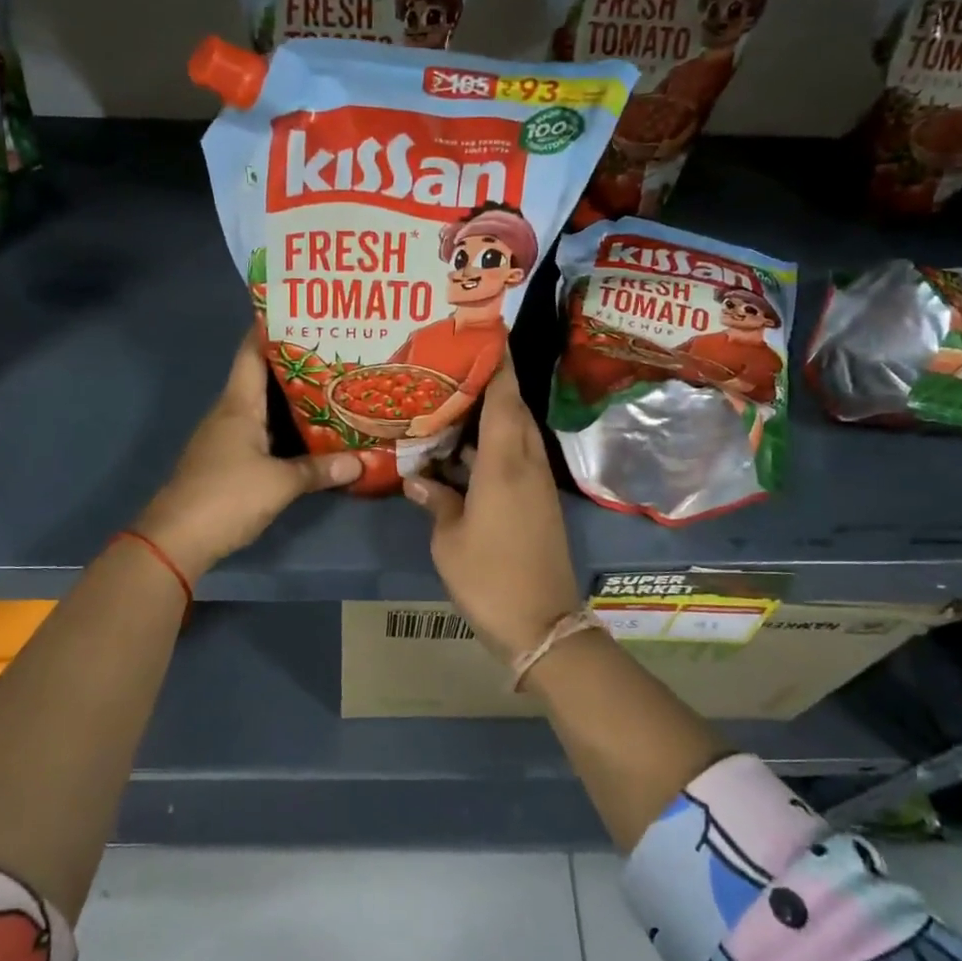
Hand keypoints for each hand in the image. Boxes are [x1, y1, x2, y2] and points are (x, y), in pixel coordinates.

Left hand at [133, 330, 359, 578]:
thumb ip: (320, 470)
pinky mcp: (227, 461)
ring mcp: (225, 438)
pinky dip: (284, 426)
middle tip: (334, 352)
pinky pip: (260, 431)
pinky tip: (309, 431)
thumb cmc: (226, 497)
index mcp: (238, 405)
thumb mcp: (280, 483)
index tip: (301, 313)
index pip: (251, 352)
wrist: (176, 540)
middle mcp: (229, 413)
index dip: (271, 329)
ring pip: (262, 406)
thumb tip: (361, 462)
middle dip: (295, 363)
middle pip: (261, 377)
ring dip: (291, 398)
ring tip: (331, 386)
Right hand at [402, 367, 581, 661]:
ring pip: (516, 436)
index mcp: (504, 464)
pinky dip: (494, 448)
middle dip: (492, 387)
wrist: (542, 626)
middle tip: (457, 370)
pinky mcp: (538, 505)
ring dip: (491, 419)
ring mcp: (537, 486)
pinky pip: (517, 460)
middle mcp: (527, 465)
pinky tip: (463, 457)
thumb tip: (419, 479)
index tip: (488, 335)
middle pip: (513, 412)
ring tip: (453, 408)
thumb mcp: (449, 539)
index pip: (504, 399)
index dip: (498, 365)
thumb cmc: (488, 577)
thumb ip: (436, 501)